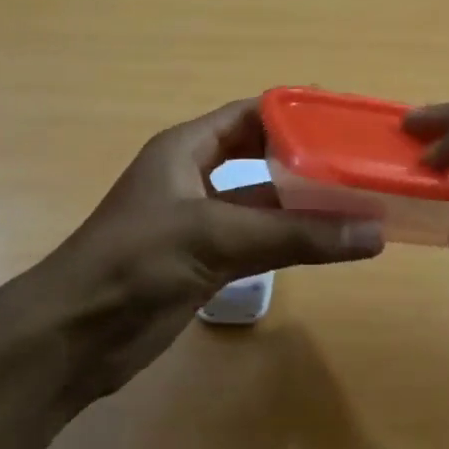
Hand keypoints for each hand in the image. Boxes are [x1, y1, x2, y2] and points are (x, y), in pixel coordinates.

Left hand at [31, 99, 383, 401]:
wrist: (75, 334)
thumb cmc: (137, 261)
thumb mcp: (216, 236)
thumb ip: (294, 234)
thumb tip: (373, 232)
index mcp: (185, 149)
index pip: (248, 116)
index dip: (293, 114)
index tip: (344, 121)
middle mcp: (194, 179)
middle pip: (260, 158)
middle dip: (306, 161)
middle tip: (360, 163)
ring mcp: (200, 224)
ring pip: (263, 205)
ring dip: (305, 207)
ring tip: (361, 204)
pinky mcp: (205, 264)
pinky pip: (259, 244)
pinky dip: (292, 243)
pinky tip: (331, 246)